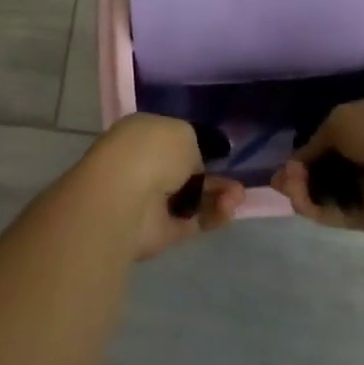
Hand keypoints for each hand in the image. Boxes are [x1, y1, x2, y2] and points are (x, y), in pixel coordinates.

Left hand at [84, 114, 244, 259]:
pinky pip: (191, 221)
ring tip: (238, 195)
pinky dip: (212, 216)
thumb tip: (193, 165)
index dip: (195, 145)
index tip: (220, 152)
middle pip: (185, 171)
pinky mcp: (158, 232)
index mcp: (141, 133)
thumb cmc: (152, 151)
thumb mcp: (184, 132)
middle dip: (212, 175)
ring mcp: (150, 200)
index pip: (170, 139)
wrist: (124, 198)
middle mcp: (143, 165)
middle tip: (236, 180)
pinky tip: (229, 209)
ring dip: (218, 195)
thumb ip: (193, 147)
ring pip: (191, 197)